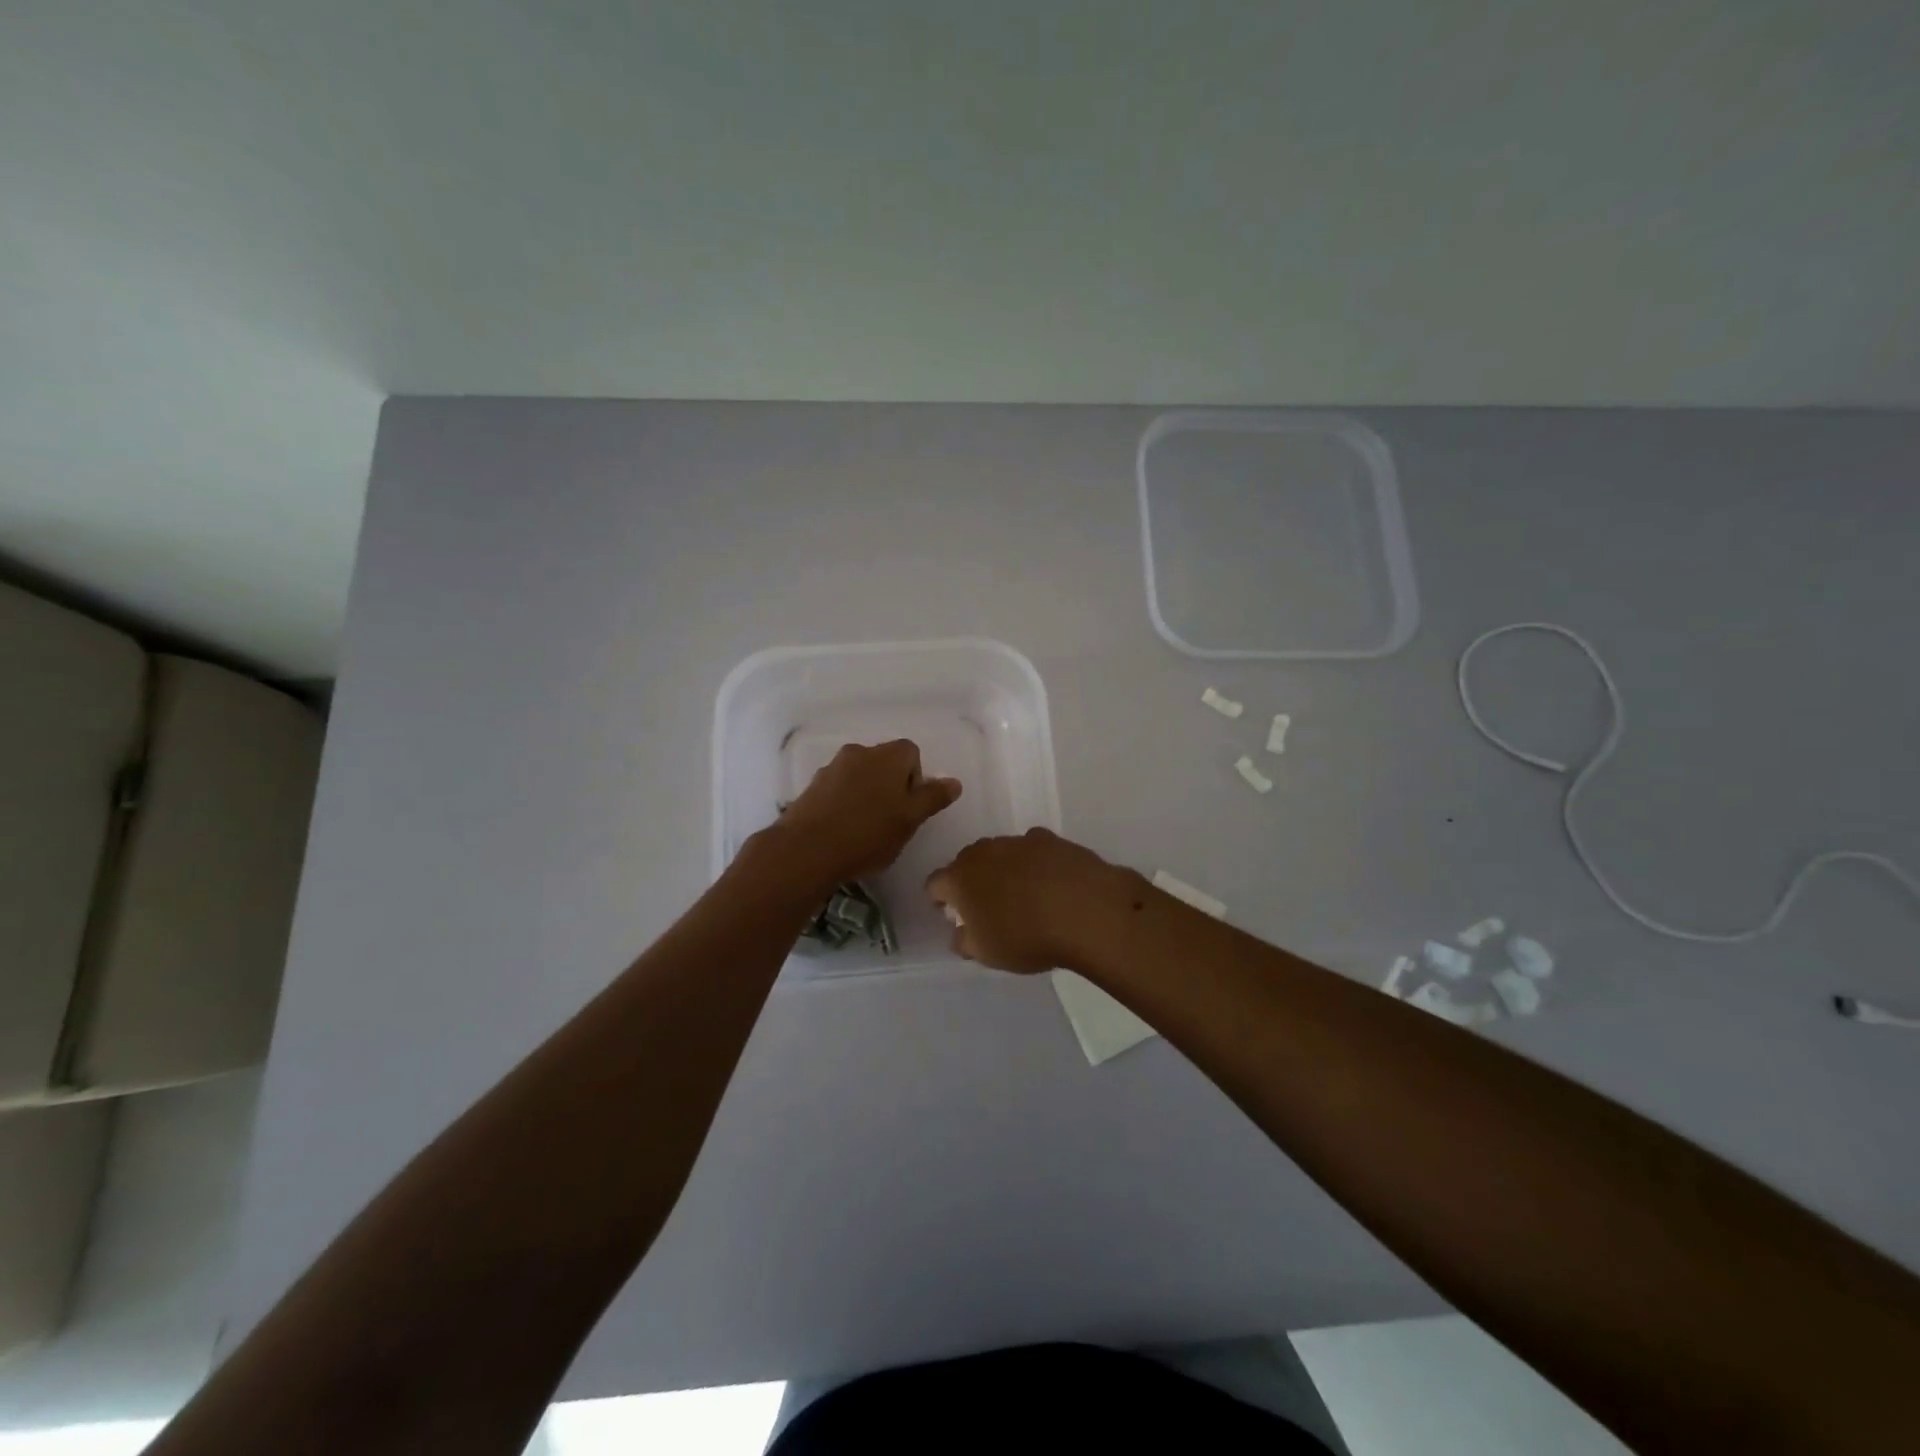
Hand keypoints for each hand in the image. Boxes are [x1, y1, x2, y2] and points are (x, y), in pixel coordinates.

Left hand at [771, 740, 960, 886]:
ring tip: (864, 830)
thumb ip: (932, 798)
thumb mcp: (910, 820)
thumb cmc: (868, 834)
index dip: (915, 779)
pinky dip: (844, 803)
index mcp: (888, 755)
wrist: (806, 850)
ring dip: (866, 794)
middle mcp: (859, 752)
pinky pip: (837, 789)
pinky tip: (842, 831)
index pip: (912, 753)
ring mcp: (832, 767)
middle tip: (890, 821)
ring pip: (859, 776)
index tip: (909, 808)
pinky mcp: (811, 786)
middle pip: (884, 763)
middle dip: (891, 787)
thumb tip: (954, 782)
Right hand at [925, 828, 1134, 973]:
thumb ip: (965, 941)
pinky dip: (1035, 863)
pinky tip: (1050, 883)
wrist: (1085, 910)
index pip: (935, 883)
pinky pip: (1033, 850)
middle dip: (971, 880)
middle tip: (986, 905)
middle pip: (967, 862)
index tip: (950, 912)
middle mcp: (984, 852)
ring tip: (1022, 895)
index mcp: (960, 878)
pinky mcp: (1051, 839)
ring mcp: (1019, 841)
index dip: (939, 898)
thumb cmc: (1025, 937)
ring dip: (1003, 869)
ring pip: (1000, 853)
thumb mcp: (987, 953)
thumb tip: (959, 932)